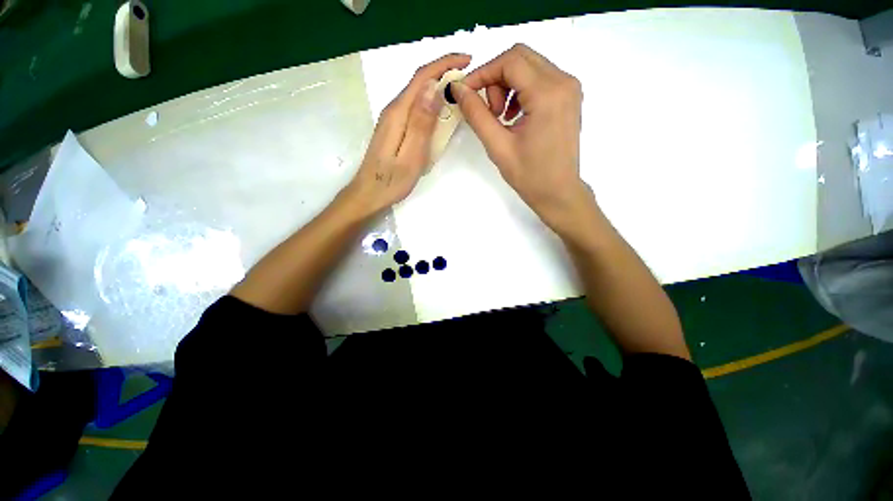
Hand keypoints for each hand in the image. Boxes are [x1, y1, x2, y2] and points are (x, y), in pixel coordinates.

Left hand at [342, 53, 471, 214]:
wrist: (369, 194)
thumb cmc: (392, 181)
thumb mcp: (411, 155)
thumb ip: (421, 123)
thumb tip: (433, 88)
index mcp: (398, 113)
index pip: (421, 78)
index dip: (444, 64)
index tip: (467, 60)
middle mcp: (393, 111)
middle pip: (419, 83)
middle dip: (443, 73)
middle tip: (468, 80)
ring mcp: (392, 120)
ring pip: (417, 96)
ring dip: (438, 89)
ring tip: (459, 94)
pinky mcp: (394, 130)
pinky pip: (415, 109)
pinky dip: (430, 105)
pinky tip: (440, 113)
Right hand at [450, 44, 590, 233]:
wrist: (558, 192)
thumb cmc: (529, 175)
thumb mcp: (497, 146)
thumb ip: (476, 114)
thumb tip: (458, 89)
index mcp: (547, 93)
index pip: (509, 61)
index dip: (482, 73)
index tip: (465, 93)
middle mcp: (564, 81)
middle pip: (520, 57)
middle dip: (495, 77)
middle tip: (488, 110)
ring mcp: (570, 88)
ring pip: (530, 66)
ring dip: (508, 84)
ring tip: (501, 117)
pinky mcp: (569, 96)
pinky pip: (540, 79)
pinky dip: (521, 90)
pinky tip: (514, 116)